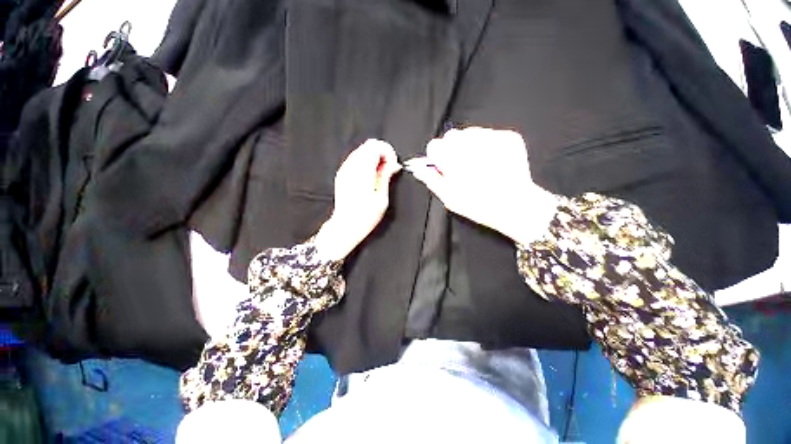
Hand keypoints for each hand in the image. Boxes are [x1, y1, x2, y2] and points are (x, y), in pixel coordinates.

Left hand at [313, 139, 401, 259]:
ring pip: (361, 150)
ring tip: (380, 174)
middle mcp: (351, 168)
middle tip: (388, 168)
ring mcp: (345, 170)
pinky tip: (370, 176)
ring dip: (374, 157)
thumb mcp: (382, 198)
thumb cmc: (364, 217)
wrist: (345, 226)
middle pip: (368, 145)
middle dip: (382, 153)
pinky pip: (355, 159)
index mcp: (363, 172)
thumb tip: (394, 165)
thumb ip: (386, 176)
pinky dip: (365, 162)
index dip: (388, 152)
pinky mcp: (342, 174)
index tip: (392, 164)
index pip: (375, 146)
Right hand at [405, 127, 557, 245]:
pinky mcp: (509, 136)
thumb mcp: (448, 197)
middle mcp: (470, 142)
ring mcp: (491, 137)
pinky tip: (493, 161)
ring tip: (479, 164)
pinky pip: (490, 134)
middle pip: (451, 136)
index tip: (444, 167)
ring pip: (471, 133)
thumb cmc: (477, 205)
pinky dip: (488, 145)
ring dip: (470, 146)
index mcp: (451, 157)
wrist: (516, 205)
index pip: (434, 145)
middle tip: (462, 167)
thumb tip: (418, 169)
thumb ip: (431, 179)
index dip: (438, 157)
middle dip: (453, 149)